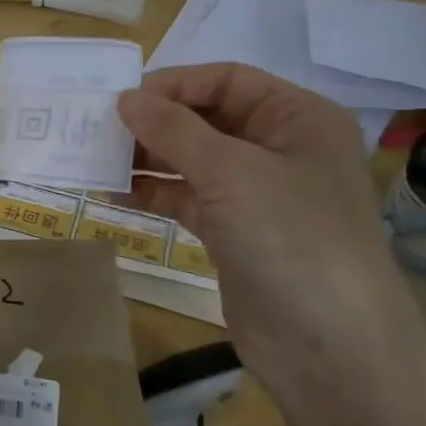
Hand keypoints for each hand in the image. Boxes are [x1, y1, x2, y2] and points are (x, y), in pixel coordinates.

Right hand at [116, 64, 425, 398]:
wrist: (329, 344)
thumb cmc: (291, 237)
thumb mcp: (230, 172)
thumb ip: (173, 130)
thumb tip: (125, 99)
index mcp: (298, 118)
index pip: (227, 81)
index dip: (174, 84)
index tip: (121, 99)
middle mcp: (279, 149)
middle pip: (207, 119)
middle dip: (155, 123)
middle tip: (99, 130)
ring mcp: (256, 194)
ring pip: (192, 161)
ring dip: (147, 159)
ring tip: (97, 160)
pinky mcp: (234, 232)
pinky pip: (187, 199)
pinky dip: (153, 193)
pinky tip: (113, 194)